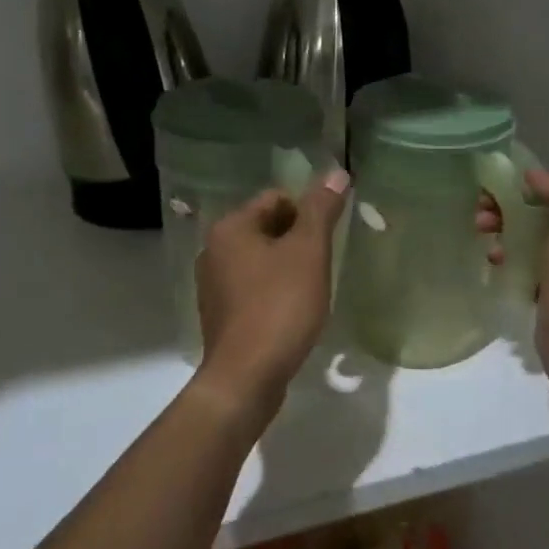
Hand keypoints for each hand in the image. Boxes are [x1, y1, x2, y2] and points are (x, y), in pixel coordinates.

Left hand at [192, 168, 350, 417]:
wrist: (247, 377)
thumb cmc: (280, 306)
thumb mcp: (309, 251)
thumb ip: (322, 209)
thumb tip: (336, 172)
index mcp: (230, 227)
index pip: (277, 199)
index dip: (307, 214)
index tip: (327, 241)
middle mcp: (213, 250)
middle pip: (267, 228)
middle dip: (298, 241)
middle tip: (322, 266)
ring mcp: (213, 284)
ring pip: (261, 260)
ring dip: (287, 268)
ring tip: (309, 291)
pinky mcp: (220, 314)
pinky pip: (253, 288)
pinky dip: (274, 292)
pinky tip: (291, 313)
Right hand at [481, 170, 548, 420]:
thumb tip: (534, 178)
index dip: (524, 188)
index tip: (494, 189)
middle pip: (537, 219)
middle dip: (507, 211)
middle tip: (480, 216)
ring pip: (527, 244)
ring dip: (503, 236)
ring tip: (485, 242)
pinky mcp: (546, 300)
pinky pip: (522, 271)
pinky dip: (506, 263)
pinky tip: (494, 265)